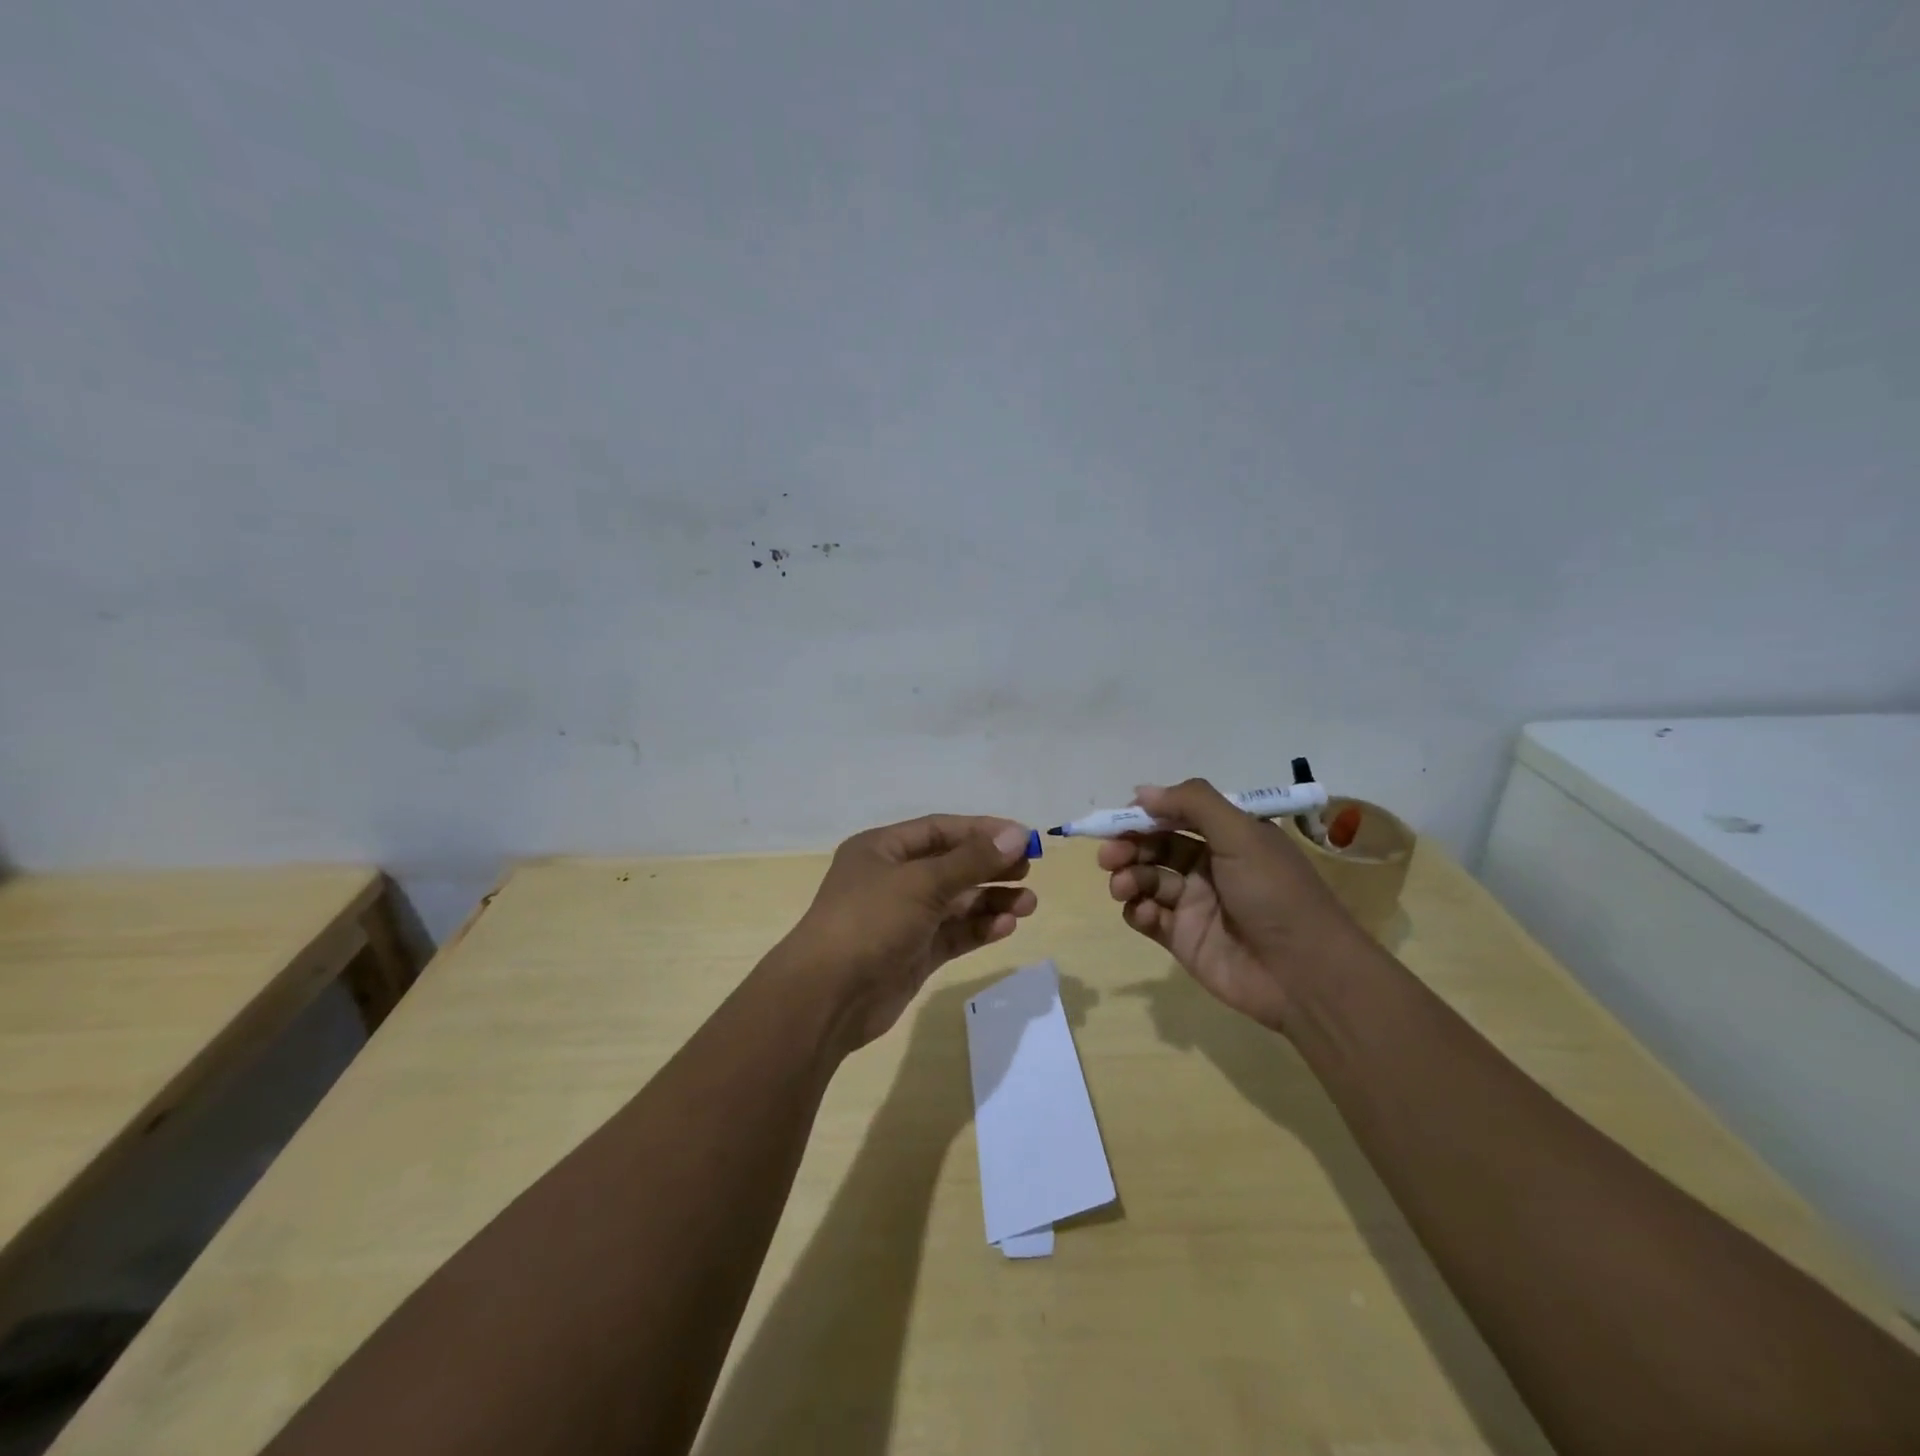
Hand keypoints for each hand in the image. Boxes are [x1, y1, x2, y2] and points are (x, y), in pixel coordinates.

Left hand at [775, 816, 1037, 1049]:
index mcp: (882, 850)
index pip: (940, 830)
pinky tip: (1006, 927)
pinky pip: (953, 934)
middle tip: (1029, 870)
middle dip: (991, 867)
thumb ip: (972, 860)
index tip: (1023, 837)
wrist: (828, 997)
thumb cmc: (870, 922)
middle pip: (951, 865)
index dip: (982, 831)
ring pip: (956, 902)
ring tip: (1029, 904)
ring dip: (991, 900)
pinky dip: (979, 928)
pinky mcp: (913, 953)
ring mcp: (903, 919)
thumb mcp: (922, 883)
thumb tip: (1017, 834)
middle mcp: (892, 879)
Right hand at [1099, 779, 1368, 1029]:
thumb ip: (1193, 804)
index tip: (1120, 817)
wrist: (1304, 975)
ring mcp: (1193, 903)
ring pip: (1145, 879)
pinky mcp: (1182, 938)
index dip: (1146, 813)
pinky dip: (1135, 910)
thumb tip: (1142, 791)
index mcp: (1228, 836)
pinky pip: (1146, 916)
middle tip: (1110, 855)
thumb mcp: (1241, 834)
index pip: (1177, 814)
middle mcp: (1209, 865)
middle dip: (1128, 845)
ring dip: (1127, 876)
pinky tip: (1140, 912)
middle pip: (1155, 845)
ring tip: (1123, 886)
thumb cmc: (1274, 893)